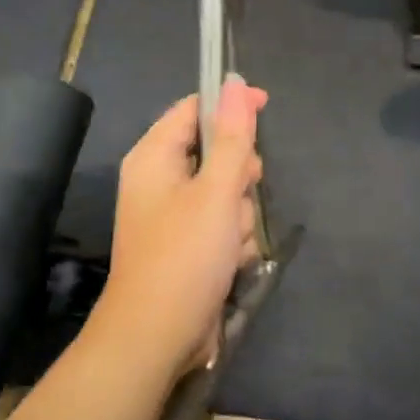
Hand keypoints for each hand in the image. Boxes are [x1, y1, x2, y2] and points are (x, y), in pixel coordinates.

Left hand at [99, 76, 266, 380]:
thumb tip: (235, 81)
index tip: (265, 108)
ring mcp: (173, 216)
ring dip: (239, 212)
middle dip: (238, 174)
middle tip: (241, 192)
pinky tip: (231, 260)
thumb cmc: (185, 256)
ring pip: (226, 191)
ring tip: (231, 239)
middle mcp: (160, 180)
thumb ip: (232, 136)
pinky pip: (223, 223)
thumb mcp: (216, 190)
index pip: (194, 109)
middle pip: (216, 151)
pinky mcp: (188, 245)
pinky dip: (233, 237)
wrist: (157, 338)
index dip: (229, 105)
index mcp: (154, 157)